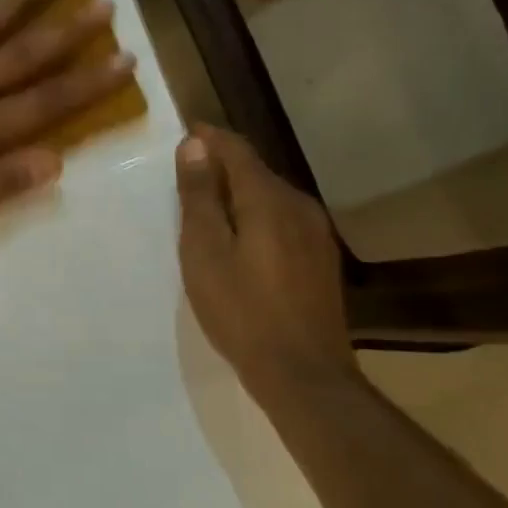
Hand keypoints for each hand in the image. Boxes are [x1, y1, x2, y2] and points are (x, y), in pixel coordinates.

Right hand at [175, 124, 360, 399]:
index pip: (236, 149)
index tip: (185, 133)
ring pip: (271, 198)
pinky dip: (258, 219)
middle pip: (256, 172)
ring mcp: (317, 233)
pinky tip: (243, 244)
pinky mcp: (322, 259)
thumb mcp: (205, 253)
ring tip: (210, 213)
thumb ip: (198, 197)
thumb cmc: (241, 311)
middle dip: (221, 168)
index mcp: (268, 198)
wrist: (304, 373)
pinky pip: (284, 221)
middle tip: (187, 181)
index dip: (209, 138)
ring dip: (240, 196)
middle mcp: (299, 205)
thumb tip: (194, 146)